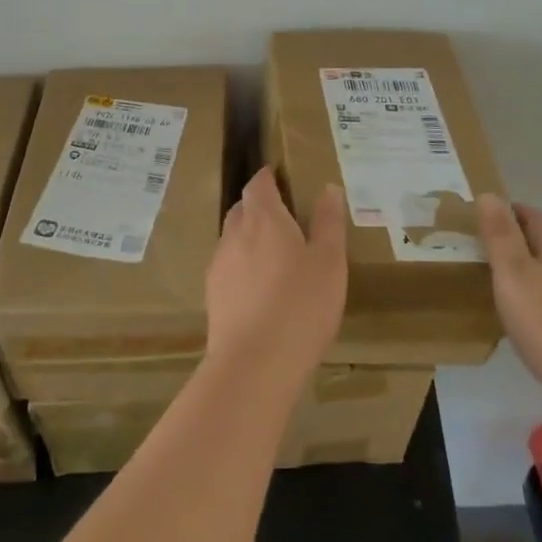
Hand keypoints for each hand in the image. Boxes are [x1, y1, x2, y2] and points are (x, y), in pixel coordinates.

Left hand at [205, 169, 347, 401]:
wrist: (254, 364)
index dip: (268, 178)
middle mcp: (235, 233)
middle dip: (259, 208)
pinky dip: (242, 268)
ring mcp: (219, 265)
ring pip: (232, 239)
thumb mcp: (329, 262)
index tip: (280, 177)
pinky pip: (228, 268)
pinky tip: (259, 290)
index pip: (258, 184)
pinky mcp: (212, 295)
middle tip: (284, 218)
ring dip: (249, 239)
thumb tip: (328, 188)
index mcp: (264, 218)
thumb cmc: (301, 305)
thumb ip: (329, 223)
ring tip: (274, 257)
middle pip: (242, 209)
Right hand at [477, 195, 541, 405]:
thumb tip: (490, 194)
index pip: (535, 216)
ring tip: (512, 288)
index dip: (512, 211)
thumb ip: (500, 236)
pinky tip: (540, 323)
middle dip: (523, 241)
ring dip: (538, 273)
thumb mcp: (513, 275)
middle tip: (492, 251)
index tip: (487, 216)